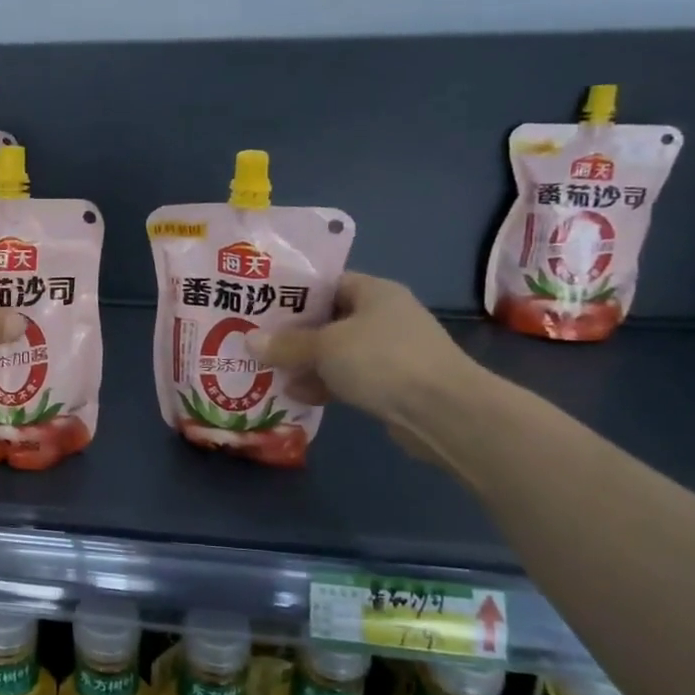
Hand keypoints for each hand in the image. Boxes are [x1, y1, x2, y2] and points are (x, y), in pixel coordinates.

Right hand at [246, 273, 484, 433]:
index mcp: (374, 291)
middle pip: (328, 319)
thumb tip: (250, 341)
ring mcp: (390, 351)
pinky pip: (349, 377)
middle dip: (293, 334)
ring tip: (268, 371)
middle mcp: (384, 316)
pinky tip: (296, 395)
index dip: (293, 293)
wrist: (444, 412)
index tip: (260, 305)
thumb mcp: (325, 346)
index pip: (327, 283)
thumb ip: (287, 344)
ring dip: (306, 363)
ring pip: (336, 352)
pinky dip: (325, 384)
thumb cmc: (382, 360)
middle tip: (256, 341)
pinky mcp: (392, 384)